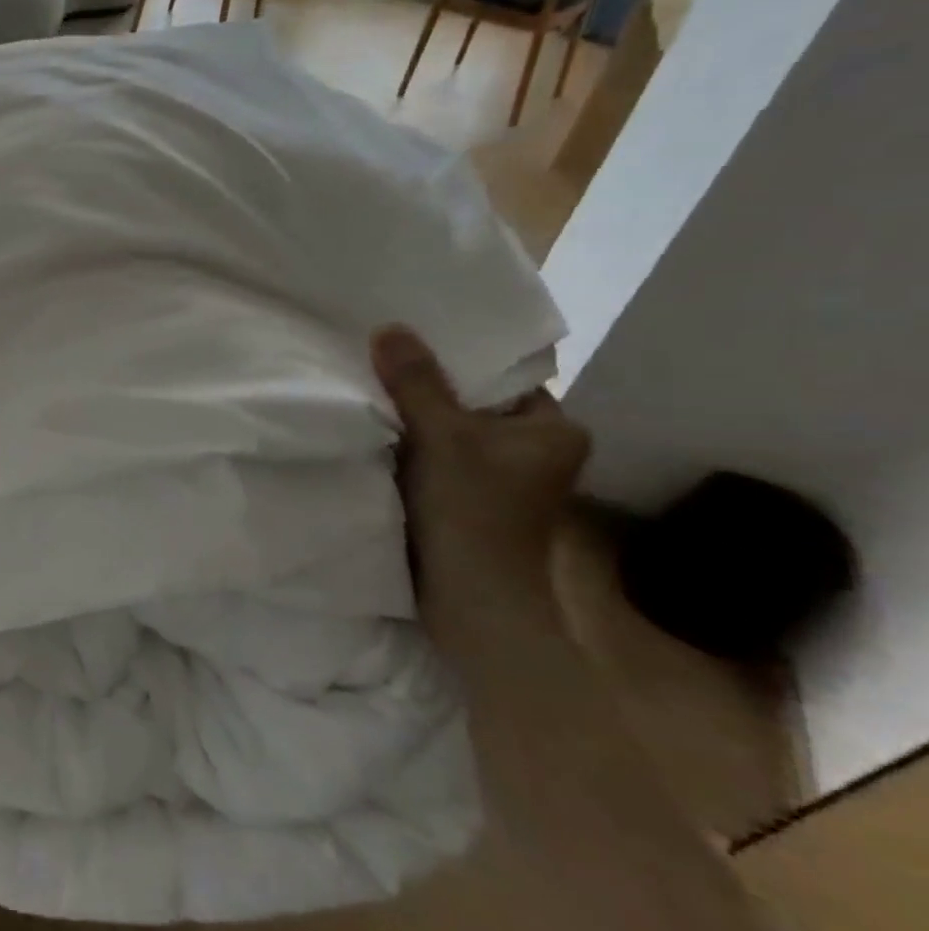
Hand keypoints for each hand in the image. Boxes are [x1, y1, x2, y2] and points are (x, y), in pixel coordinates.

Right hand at [371, 326, 589, 579]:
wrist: (471, 602)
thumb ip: (416, 382)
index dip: (460, 355)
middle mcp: (536, 451)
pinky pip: (441, 458)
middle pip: (475, 402)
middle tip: (384, 357)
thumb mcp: (442, 436)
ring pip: (455, 432)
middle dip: (431, 386)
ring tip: (376, 387)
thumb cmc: (473, 512)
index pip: (505, 375)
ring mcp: (504, 480)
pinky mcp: (473, 502)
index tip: (414, 335)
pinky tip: (381, 432)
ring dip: (419, 418)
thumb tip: (389, 328)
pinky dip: (415, 447)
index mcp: (554, 429)